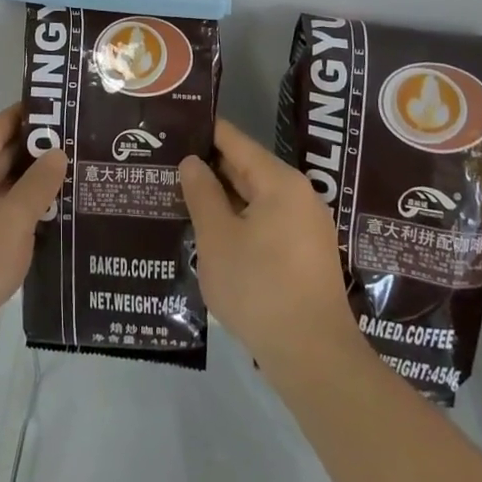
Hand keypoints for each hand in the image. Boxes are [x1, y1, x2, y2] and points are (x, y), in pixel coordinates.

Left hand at [0, 106, 67, 375]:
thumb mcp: (12, 219)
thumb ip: (39, 183)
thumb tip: (57, 153)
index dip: (32, 115)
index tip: (68, 109)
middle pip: (1, 155)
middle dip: (39, 151)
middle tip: (84, 144)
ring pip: (3, 187)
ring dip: (34, 185)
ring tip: (79, 176)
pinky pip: (0, 214)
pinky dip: (24, 212)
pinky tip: (57, 216)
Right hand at [180, 120, 363, 376]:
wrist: (313, 356)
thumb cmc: (259, 288)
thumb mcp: (218, 238)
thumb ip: (202, 194)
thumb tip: (192, 162)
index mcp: (280, 182)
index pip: (235, 141)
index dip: (204, 131)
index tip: (174, 125)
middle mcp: (299, 195)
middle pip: (247, 168)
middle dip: (209, 167)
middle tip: (168, 162)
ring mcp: (306, 226)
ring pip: (256, 198)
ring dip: (222, 197)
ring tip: (182, 194)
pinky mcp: (305, 254)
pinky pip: (266, 222)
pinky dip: (239, 220)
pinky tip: (212, 230)